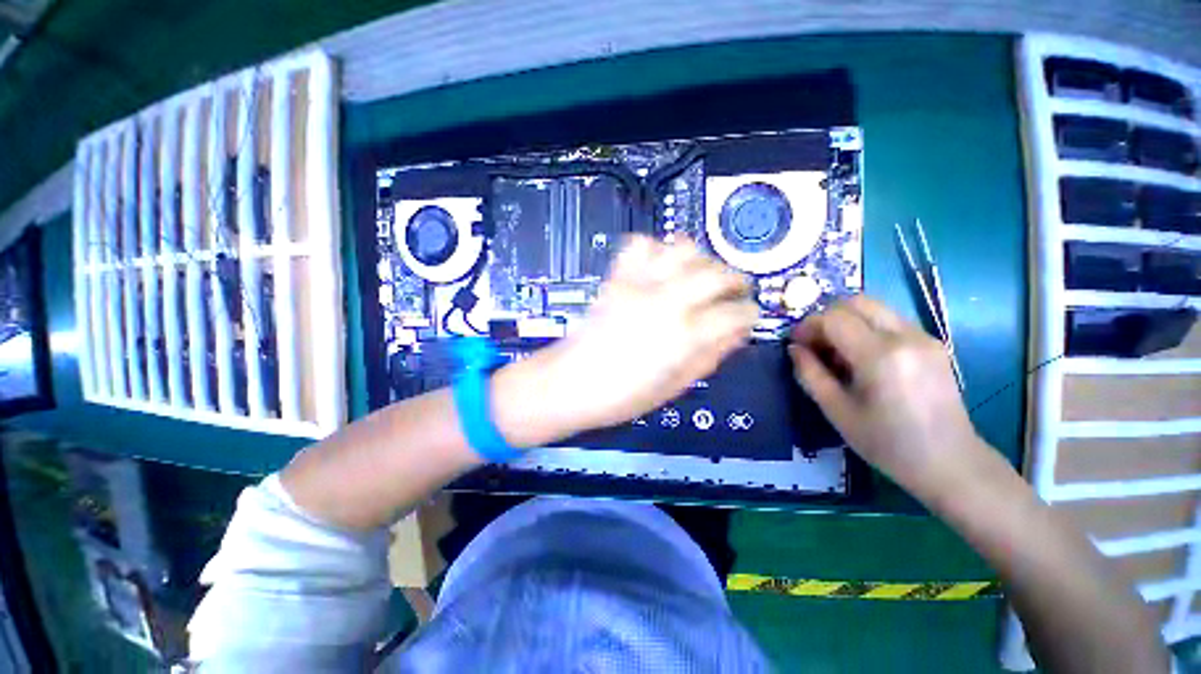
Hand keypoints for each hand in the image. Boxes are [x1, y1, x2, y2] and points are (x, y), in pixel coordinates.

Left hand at [495, 235, 757, 444]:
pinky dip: (657, 250)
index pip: (735, 313)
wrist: (569, 382)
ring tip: (700, 277)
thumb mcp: (674, 387)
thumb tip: (737, 333)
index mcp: (684, 336)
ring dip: (701, 260)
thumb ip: (710, 357)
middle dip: (735, 281)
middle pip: (716, 273)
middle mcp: (666, 302)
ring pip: (684, 249)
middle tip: (733, 293)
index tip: (747, 318)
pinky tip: (660, 268)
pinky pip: (641, 245)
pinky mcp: (617, 278)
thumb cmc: (622, 396)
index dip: (748, 315)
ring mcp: (639, 285)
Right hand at [788, 295, 991, 500]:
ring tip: (837, 351)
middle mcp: (905, 336)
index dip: (808, 326)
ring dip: (846, 321)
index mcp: (880, 356)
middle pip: (856, 301)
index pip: (833, 318)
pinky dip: (866, 328)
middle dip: (826, 317)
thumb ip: (810, 374)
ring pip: (874, 307)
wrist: (950, 462)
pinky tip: (861, 357)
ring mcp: (923, 337)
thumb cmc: (887, 443)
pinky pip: (889, 320)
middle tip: (815, 343)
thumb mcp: (837, 411)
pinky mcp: (932, 343)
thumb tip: (794, 349)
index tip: (796, 344)